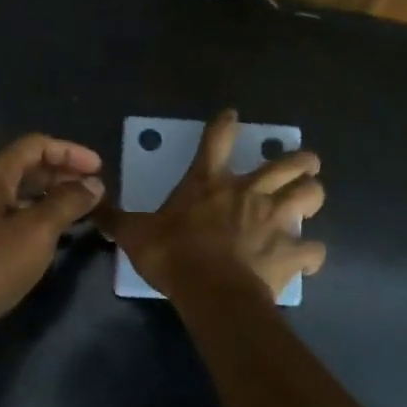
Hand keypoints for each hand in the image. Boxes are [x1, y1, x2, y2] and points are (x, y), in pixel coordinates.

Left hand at [0, 133, 104, 351]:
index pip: (34, 146)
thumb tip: (94, 185)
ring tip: (83, 209)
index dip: (70, 152)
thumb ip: (68, 202)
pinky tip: (58, 233)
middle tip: (95, 190)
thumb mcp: (37, 231)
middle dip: (63, 174)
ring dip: (52, 196)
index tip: (100, 168)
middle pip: (26, 167)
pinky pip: (12, 215)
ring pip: (20, 193)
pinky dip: (38, 216)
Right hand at [93, 109, 325, 299]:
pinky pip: (314, 250)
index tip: (231, 115)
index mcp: (211, 183)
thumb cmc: (174, 256)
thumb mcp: (136, 236)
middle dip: (301, 159)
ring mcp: (276, 220)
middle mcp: (250, 193)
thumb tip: (92, 207)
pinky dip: (312, 253)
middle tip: (305, 162)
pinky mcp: (292, 251)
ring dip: (313, 194)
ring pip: (311, 194)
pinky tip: (308, 257)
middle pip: (288, 163)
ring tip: (312, 197)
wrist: (212, 292)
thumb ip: (117, 219)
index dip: (224, 123)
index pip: (217, 139)